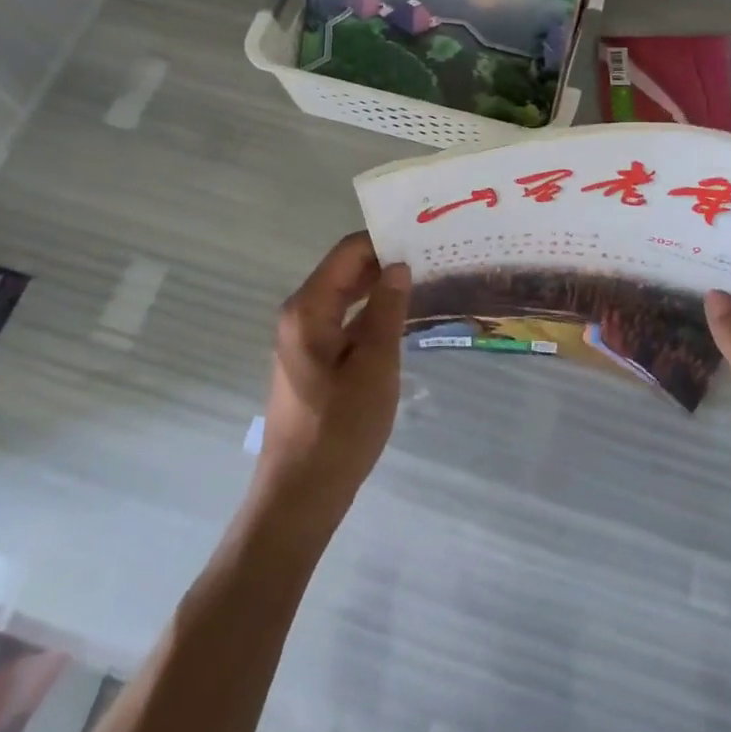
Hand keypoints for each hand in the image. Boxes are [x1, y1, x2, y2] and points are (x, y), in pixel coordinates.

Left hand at [254, 233, 409, 526]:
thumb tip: (399, 265)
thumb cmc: (339, 430)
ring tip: (423, 279)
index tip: (422, 235)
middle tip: (430, 255)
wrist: (300, 497)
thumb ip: (387, 311)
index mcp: (308, 309)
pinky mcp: (312, 361)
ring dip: (379, 287)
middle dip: (384, 260)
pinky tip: (401, 318)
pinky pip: (343, 320)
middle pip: (345, 271)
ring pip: (345, 296)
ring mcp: (303, 339)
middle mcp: (300, 315)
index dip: (383, 240)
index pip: (347, 252)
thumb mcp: (374, 366)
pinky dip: (370, 313)